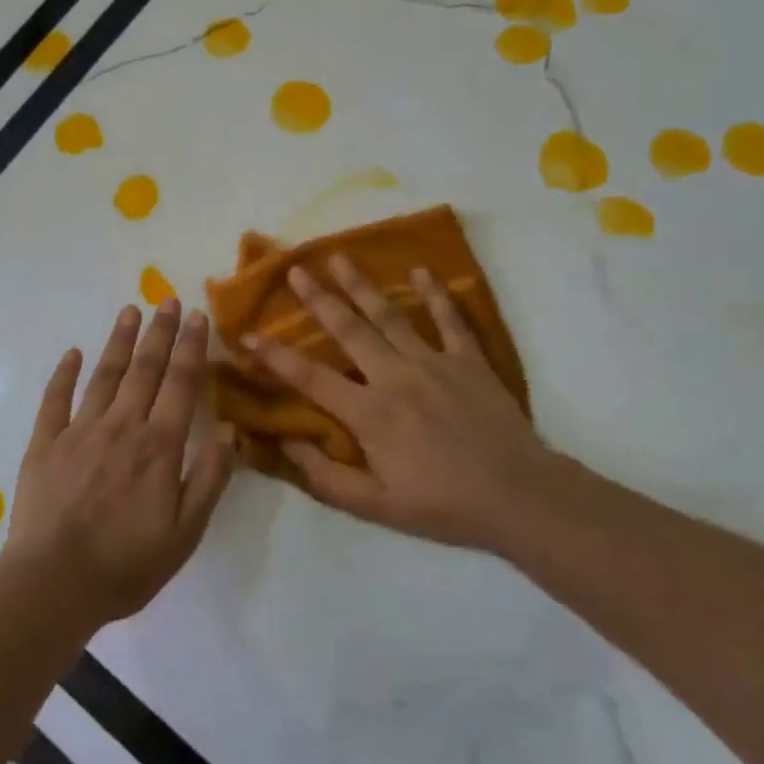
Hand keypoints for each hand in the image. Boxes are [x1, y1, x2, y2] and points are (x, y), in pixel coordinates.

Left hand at [2, 300, 233, 626]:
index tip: (197, 315)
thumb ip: (210, 478)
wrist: (53, 584)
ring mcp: (79, 431)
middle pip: (145, 369)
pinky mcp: (44, 444)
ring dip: (119, 341)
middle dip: (159, 332)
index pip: (181, 383)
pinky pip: (55, 400)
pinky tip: (71, 353)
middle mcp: (122, 426)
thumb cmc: (127, 563)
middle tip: (167, 300)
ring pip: (104, 375)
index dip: (191, 347)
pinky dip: (63, 374)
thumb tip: (230, 431)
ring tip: (129, 311)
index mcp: (159, 445)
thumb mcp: (186, 532)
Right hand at [245, 257, 575, 553]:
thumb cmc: (442, 504)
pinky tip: (420, 271)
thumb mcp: (376, 506)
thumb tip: (284, 443)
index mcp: (369, 412)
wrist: (516, 495)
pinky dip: (435, 293)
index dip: (274, 356)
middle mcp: (394, 376)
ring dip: (362, 284)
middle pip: (348, 329)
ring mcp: (433, 362)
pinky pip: (449, 319)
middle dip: (317, 298)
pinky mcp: (467, 359)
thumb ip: (326, 476)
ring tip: (339, 256)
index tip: (247, 335)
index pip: (310, 377)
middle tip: (296, 270)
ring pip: (390, 315)